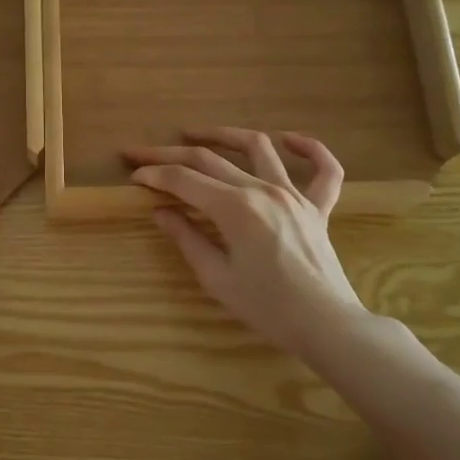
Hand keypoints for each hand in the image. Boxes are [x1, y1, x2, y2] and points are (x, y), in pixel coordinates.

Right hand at [124, 128, 382, 360]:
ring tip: (196, 134)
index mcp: (234, 207)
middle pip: (209, 159)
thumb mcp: (216, 277)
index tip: (134, 175)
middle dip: (170, 154)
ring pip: (258, 147)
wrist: (325, 325)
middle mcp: (262, 190)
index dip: (154, 175)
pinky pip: (324, 170)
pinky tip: (289, 139)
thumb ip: (187, 238)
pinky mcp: (318, 207)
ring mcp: (294, 195)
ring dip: (224, 134)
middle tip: (142, 153)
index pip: (183, 180)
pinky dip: (310, 149)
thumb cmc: (266, 307)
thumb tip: (161, 212)